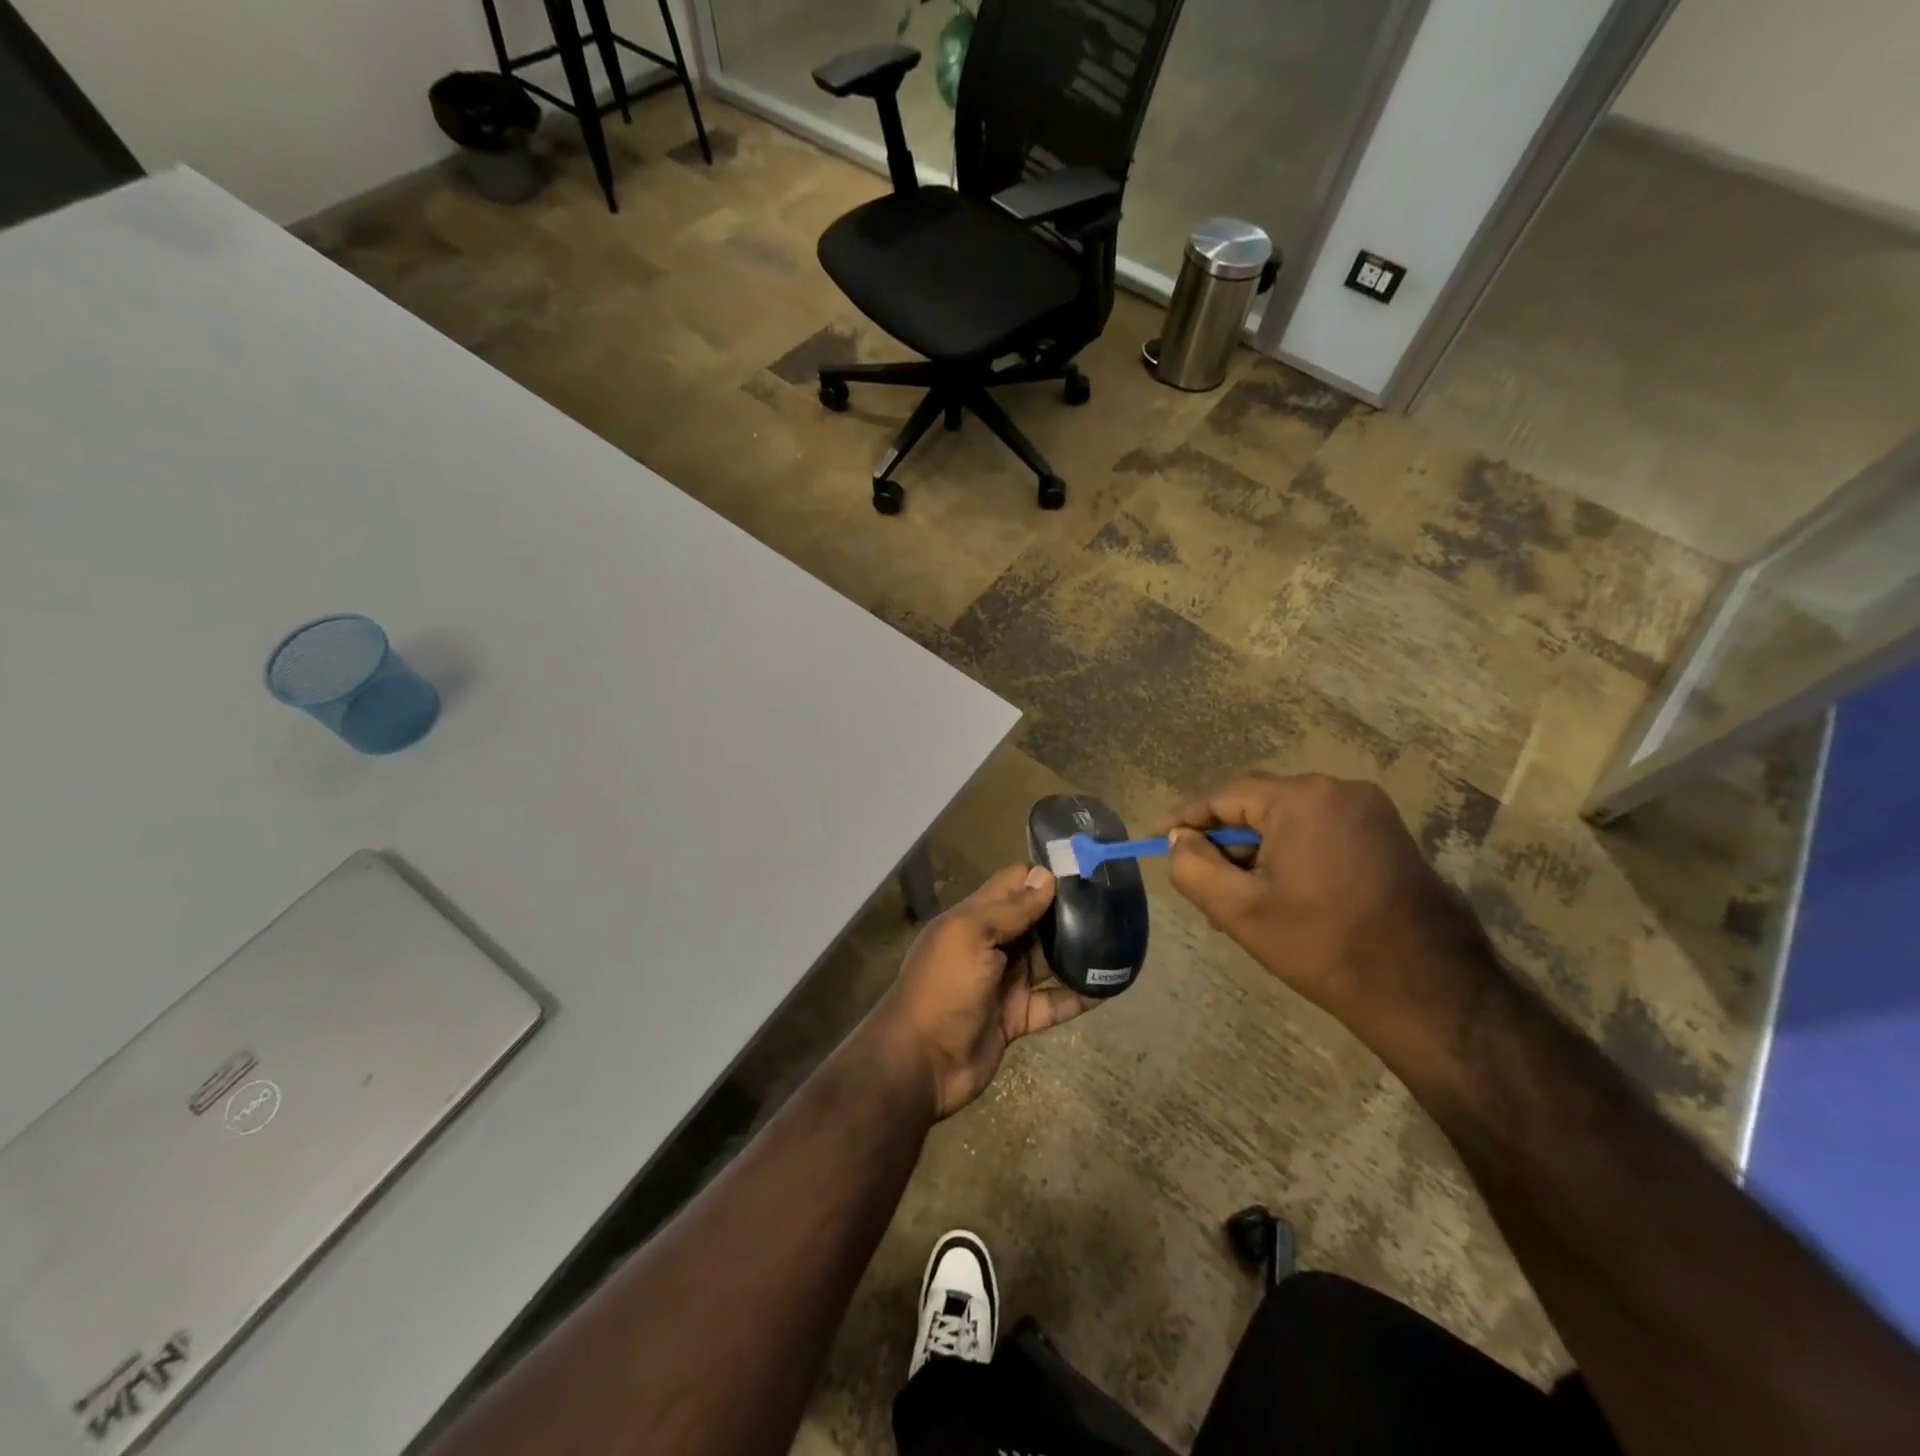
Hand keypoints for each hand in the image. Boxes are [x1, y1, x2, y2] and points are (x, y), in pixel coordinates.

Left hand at [868, 863, 1097, 1119]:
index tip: (1083, 868)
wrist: (921, 1062)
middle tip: (1113, 901)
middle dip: (1067, 911)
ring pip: (1048, 959)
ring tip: (1120, 937)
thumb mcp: (970, 936)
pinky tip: (1111, 986)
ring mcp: (1005, 982)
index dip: (1044, 875)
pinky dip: (1080, 995)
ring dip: (1078, 950)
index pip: (1013, 884)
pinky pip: (1055, 1002)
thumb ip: (1009, 909)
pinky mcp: (1017, 1017)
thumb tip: (1047, 877)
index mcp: (974, 918)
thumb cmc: (943, 987)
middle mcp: (992, 945)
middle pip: (1035, 920)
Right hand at [1159, 774, 1495, 1049]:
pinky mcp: (1387, 836)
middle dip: (1226, 846)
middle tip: (1204, 889)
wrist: (1427, 991)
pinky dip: (1291, 858)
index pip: (1225, 797)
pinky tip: (1281, 899)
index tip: (1157, 838)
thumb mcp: (1240, 910)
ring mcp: (1370, 812)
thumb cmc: (1324, 946)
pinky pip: (1319, 834)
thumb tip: (1178, 839)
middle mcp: (1340, 790)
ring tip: (1241, 904)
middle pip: (1258, 809)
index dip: (1186, 818)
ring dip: (1258, 856)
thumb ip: (1193, 867)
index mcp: (1303, 799)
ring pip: (1289, 824)